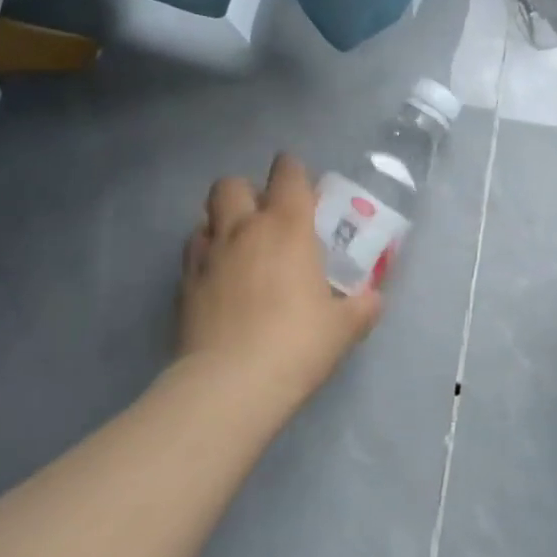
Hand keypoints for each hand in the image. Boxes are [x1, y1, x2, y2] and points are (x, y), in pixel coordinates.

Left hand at [169, 153, 382, 415]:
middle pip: (231, 185)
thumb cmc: (298, 343)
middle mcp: (243, 230)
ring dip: (221, 223)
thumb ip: (362, 306)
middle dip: (246, 192)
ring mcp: (207, 256)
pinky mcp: (183, 286)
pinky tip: (219, 281)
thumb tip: (373, 300)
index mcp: (288, 227)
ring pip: (205, 217)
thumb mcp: (344, 327)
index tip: (301, 184)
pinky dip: (205, 256)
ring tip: (238, 248)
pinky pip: (192, 254)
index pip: (287, 174)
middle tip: (264, 217)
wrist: (231, 385)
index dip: (293, 171)